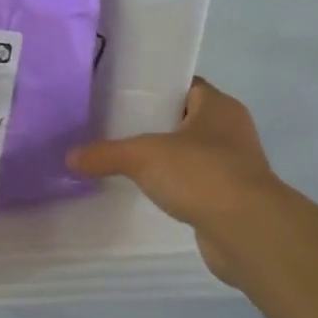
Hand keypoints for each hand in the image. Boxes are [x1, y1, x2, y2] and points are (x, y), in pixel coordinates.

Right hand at [67, 79, 278, 288]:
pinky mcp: (230, 199)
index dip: (156, 89)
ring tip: (127, 164)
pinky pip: (196, 185)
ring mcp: (234, 167)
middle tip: (116, 131)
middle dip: (155, 126)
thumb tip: (70, 157)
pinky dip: (176, 188)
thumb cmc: (201, 174)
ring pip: (192, 155)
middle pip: (186, 121)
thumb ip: (106, 154)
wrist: (247, 230)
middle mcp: (231, 131)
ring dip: (166, 160)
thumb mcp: (143, 156)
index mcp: (219, 107)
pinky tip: (149, 195)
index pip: (186, 86)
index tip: (123, 98)